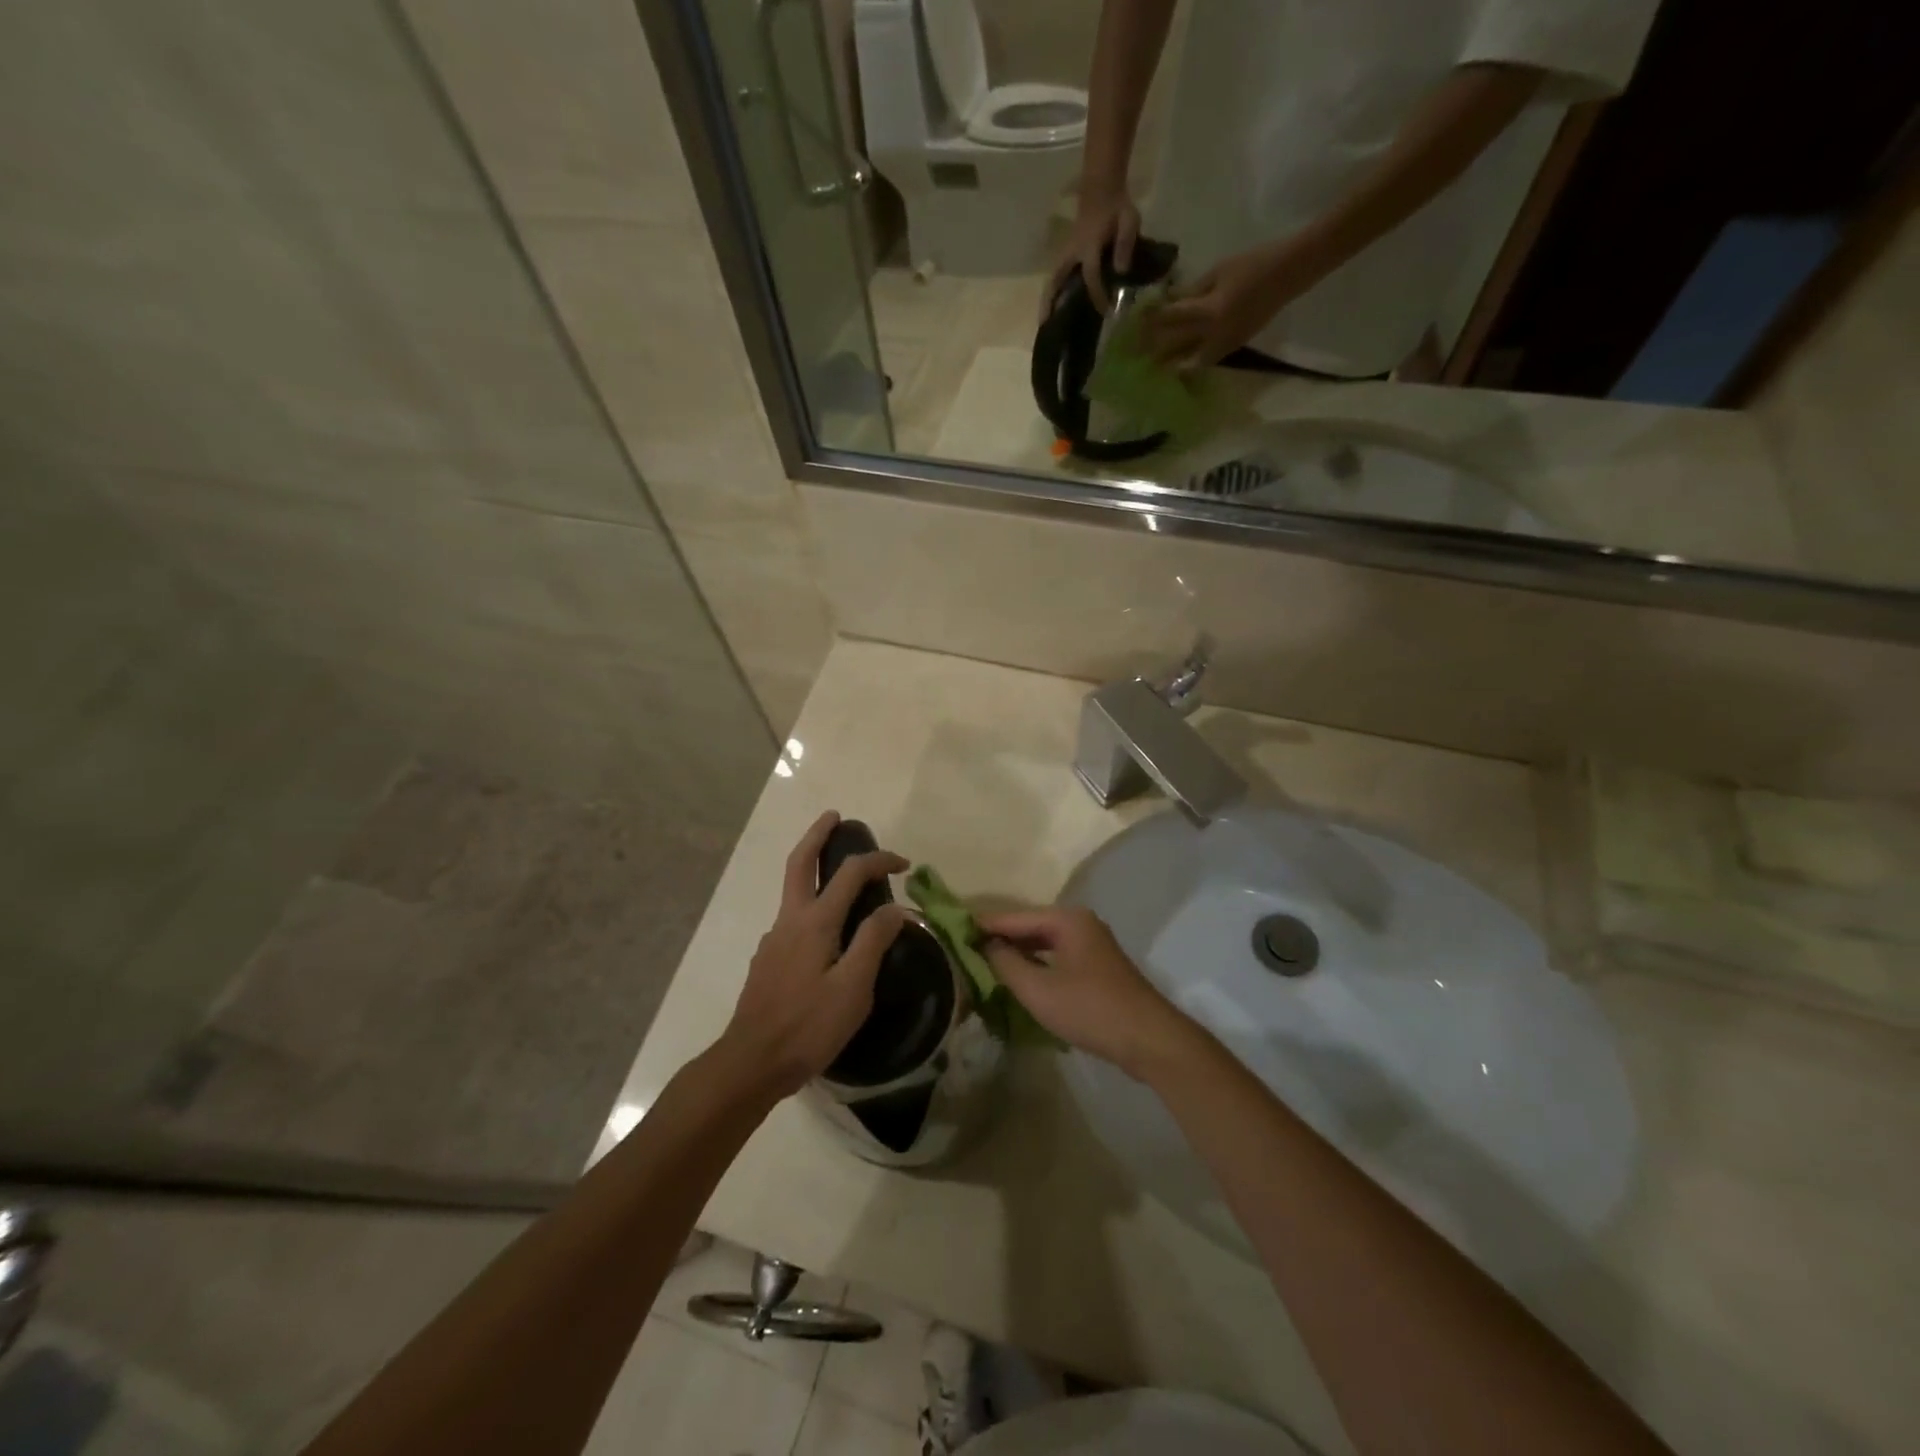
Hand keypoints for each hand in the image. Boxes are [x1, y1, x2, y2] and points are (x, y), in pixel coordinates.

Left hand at [717, 812, 906, 1100]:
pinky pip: (793, 920)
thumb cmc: (808, 1026)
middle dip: (817, 834)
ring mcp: (773, 939)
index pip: (850, 873)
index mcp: (814, 922)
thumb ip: (873, 941)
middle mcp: (789, 920)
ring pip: (794, 891)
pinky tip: (826, 935)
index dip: (879, 861)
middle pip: (800, 863)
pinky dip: (811, 906)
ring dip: (813, 870)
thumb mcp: (853, 987)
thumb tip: (895, 909)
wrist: (751, 1063)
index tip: (903, 865)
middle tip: (835, 817)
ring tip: (841, 880)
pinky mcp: (768, 960)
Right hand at [980, 906, 1201, 1081]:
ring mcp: (1091, 945)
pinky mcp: (1097, 967)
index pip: (1012, 917)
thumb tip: (984, 945)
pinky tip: (1017, 979)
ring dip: (1016, 954)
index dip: (982, 926)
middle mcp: (1079, 923)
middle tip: (963, 951)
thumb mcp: (1038, 989)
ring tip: (982, 965)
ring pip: (1043, 943)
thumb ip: (1006, 963)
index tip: (951, 932)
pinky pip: (1056, 957)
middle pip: (1028, 926)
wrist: (1149, 1039)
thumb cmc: (1090, 1009)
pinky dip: (1035, 964)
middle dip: (998, 939)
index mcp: (1066, 919)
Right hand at [1040, 187, 1140, 318]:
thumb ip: (1125, 244)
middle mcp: (1072, 253)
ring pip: (1052, 280)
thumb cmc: (1116, 205)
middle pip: (1056, 281)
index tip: (1107, 312)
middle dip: (1051, 302)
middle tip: (1045, 325)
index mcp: (1088, 246)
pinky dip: (1052, 292)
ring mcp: (1066, 254)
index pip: (1091, 276)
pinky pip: (1056, 277)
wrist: (1102, 188)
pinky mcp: (1066, 255)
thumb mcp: (1129, 220)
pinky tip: (1053, 307)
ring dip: (1047, 299)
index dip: (1098, 295)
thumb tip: (1121, 272)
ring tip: (1043, 322)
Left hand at [1142, 241, 1310, 368]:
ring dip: (1170, 365)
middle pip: (1176, 347)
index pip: (1171, 319)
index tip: (1133, 324)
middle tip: (1134, 355)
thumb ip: (1191, 291)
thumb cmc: (1253, 264)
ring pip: (1190, 362)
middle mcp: (1214, 334)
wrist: (1290, 273)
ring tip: (1152, 368)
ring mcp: (1225, 344)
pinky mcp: (1234, 347)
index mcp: (1210, 311)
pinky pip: (1205, 361)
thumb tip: (1167, 301)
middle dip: (1154, 351)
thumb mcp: (1217, 272)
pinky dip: (1190, 364)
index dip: (1151, 321)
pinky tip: (1178, 365)